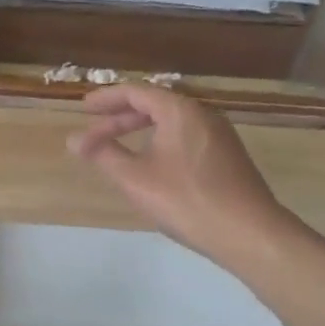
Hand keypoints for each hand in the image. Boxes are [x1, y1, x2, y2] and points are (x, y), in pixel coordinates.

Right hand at [67, 84, 293, 269]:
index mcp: (180, 111)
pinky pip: (185, 137)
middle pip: (155, 105)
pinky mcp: (227, 156)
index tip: (84, 107)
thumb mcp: (136, 178)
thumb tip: (73, 139)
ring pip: (171, 122)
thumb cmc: (188, 201)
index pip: (136, 92)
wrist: (251, 234)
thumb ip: (103, 154)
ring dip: (140, 130)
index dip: (106, 98)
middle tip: (94, 132)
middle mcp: (202, 114)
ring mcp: (219, 135)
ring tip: (117, 147)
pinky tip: (151, 164)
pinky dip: (160, 141)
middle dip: (120, 118)